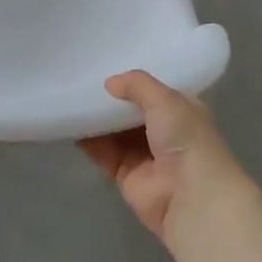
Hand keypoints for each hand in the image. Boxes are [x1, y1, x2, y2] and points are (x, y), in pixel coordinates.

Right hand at [78, 71, 247, 245]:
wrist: (191, 198)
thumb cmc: (186, 139)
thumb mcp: (166, 100)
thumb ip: (138, 85)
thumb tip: (109, 83)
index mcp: (182, 111)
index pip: (155, 91)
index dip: (134, 81)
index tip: (108, 63)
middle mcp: (164, 132)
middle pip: (131, 111)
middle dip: (111, 98)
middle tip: (83, 78)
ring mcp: (144, 155)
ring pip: (114, 131)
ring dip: (97, 118)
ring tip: (72, 96)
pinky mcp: (125, 175)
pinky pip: (102, 152)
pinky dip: (88, 140)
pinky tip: (70, 123)